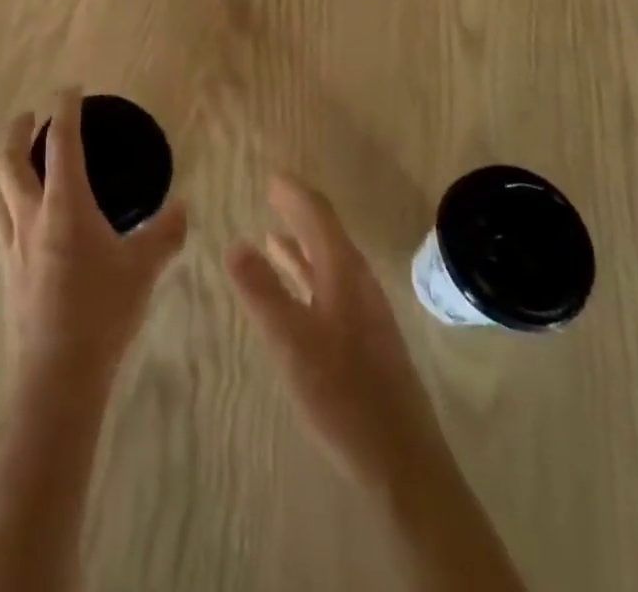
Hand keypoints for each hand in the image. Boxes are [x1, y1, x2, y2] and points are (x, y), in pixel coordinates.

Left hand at [0, 90, 188, 386]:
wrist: (56, 378)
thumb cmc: (102, 313)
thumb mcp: (143, 269)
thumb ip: (165, 232)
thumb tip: (183, 206)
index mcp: (65, 206)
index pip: (61, 143)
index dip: (65, 110)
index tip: (70, 89)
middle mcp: (31, 217)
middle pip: (9, 161)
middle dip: (17, 130)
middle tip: (30, 114)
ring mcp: (12, 246)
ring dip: (7, 168)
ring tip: (20, 162)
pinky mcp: (6, 274)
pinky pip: (1, 225)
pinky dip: (9, 207)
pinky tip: (23, 221)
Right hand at [226, 175, 452, 491]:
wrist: (403, 464)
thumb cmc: (344, 396)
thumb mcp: (292, 342)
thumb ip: (262, 291)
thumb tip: (234, 243)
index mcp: (344, 272)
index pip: (318, 215)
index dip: (294, 193)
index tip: (271, 175)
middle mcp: (357, 282)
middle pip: (326, 233)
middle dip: (298, 211)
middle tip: (271, 193)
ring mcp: (364, 312)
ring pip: (328, 262)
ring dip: (301, 243)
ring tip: (271, 232)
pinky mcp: (364, 339)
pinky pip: (330, 287)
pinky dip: (307, 275)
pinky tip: (293, 290)